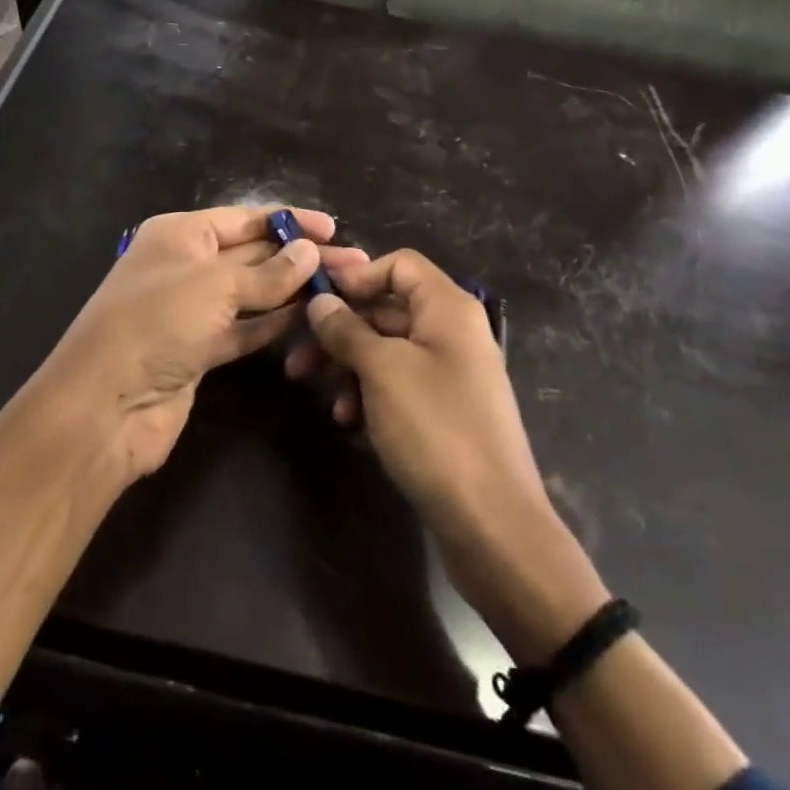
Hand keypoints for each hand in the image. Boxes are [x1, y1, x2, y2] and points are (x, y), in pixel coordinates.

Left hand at [40, 204, 367, 478]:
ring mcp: (192, 310)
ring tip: (342, 287)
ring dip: (293, 290)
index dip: (289, 221)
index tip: (333, 228)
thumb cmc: (156, 323)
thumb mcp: (214, 286)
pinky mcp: (200, 350)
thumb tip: (309, 251)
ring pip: (252, 293)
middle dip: (300, 256)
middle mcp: (186, 266)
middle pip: (253, 254)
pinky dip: (274, 323)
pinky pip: (245, 328)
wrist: (105, 406)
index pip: (245, 218)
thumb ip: (267, 272)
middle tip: (355, 263)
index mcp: (181, 234)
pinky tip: (309, 317)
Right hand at [296, 249, 608, 661]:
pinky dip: (372, 396)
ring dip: (350, 368)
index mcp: (448, 308)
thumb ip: (346, 330)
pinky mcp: (445, 411)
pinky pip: (400, 385)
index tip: (317, 302)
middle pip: (388, 309)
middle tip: (297, 360)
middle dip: (341, 331)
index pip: (399, 264)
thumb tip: (320, 301)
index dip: (357, 276)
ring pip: (388, 351)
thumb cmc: (436, 430)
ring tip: (324, 399)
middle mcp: (453, 332)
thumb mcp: (382, 371)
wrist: (492, 524)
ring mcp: (451, 374)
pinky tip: (351, 424)